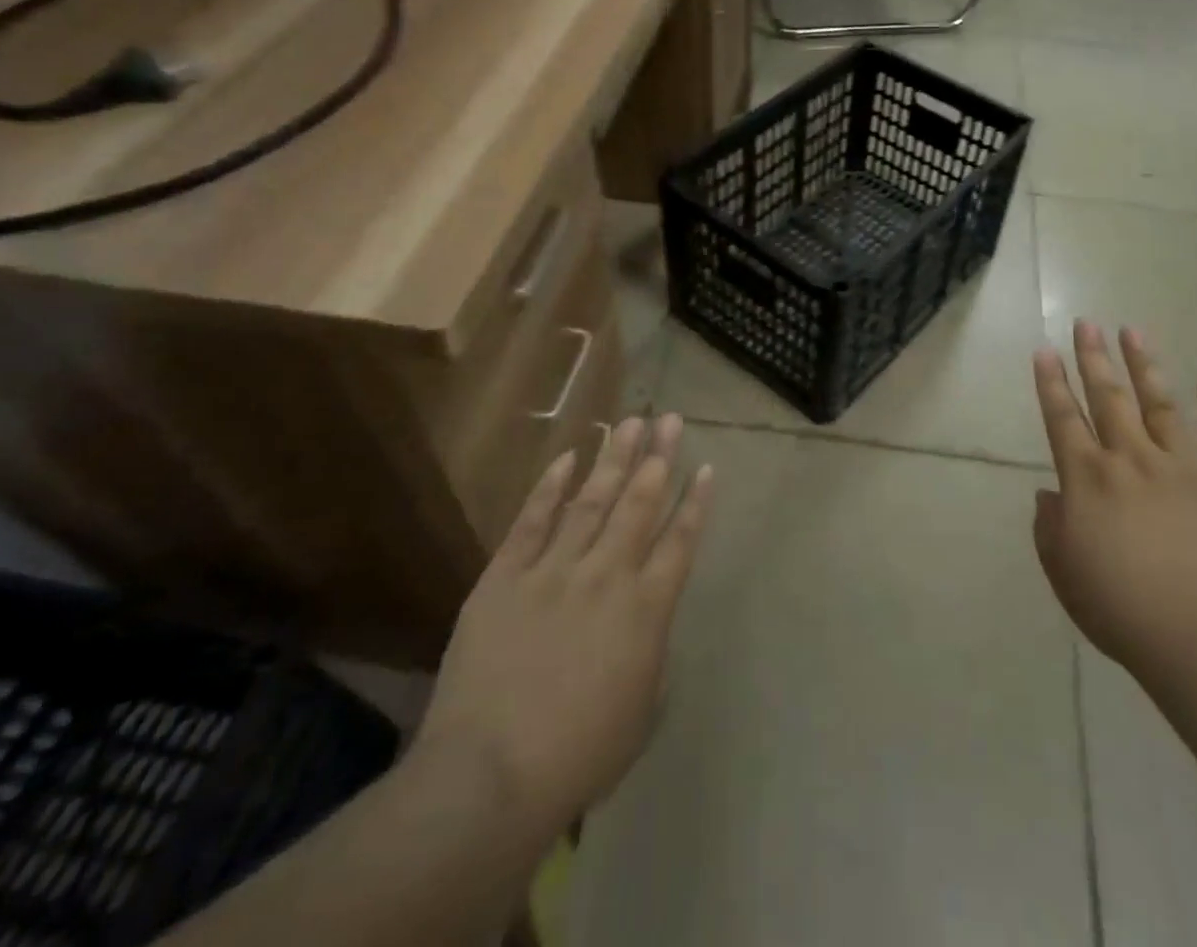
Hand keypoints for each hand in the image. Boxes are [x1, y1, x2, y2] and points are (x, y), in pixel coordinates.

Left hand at [416, 415, 713, 835]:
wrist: (490, 777)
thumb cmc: (578, 757)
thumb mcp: (641, 714)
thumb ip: (652, 659)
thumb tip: (649, 628)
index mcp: (646, 610)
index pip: (680, 540)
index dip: (696, 501)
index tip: (706, 465)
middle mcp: (607, 575)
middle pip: (640, 504)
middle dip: (659, 458)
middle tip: (669, 418)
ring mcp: (554, 571)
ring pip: (592, 500)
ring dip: (614, 459)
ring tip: (630, 422)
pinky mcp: (505, 577)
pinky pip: (532, 521)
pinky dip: (550, 488)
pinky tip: (567, 458)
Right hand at [1031, 321, 1196, 694]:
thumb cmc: (1123, 610)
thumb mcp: (1066, 574)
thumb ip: (1051, 530)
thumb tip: (1049, 496)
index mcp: (1088, 480)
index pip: (1062, 420)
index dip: (1050, 383)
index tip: (1044, 349)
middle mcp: (1131, 461)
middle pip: (1108, 399)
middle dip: (1093, 358)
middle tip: (1086, 322)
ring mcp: (1183, 468)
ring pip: (1160, 405)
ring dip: (1144, 366)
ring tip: (1133, 331)